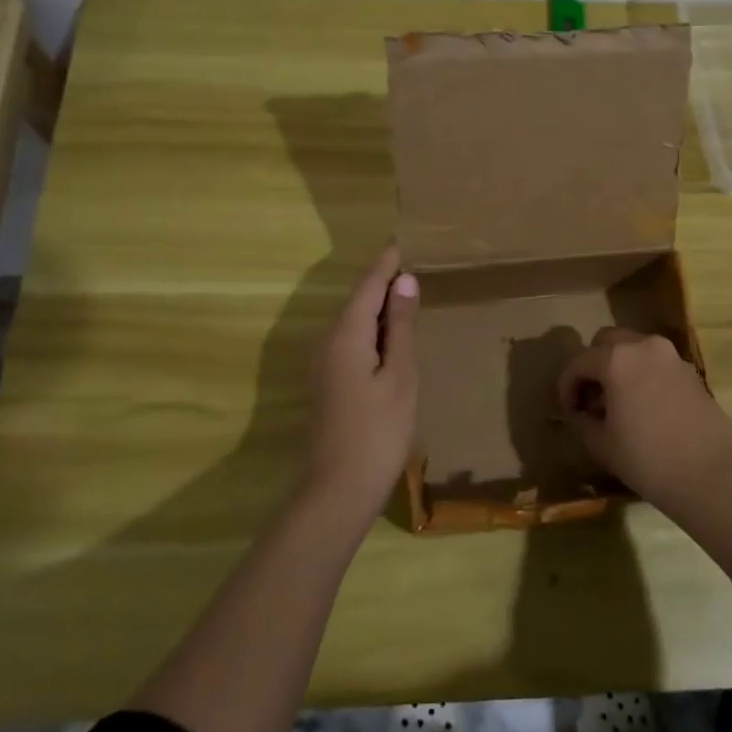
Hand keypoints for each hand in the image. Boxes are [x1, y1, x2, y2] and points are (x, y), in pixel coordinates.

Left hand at [302, 244, 419, 519]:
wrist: (338, 489)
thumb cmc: (379, 431)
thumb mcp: (400, 375)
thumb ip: (400, 327)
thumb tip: (404, 282)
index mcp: (346, 335)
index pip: (367, 287)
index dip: (385, 264)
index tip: (401, 242)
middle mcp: (327, 343)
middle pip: (356, 302)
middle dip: (381, 283)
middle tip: (409, 265)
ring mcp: (323, 365)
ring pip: (352, 323)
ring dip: (376, 308)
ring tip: (405, 296)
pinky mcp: (326, 384)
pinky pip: (349, 342)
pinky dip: (370, 331)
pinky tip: (388, 339)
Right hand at [557, 327, 731, 507]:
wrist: (712, 476)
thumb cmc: (648, 459)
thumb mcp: (602, 444)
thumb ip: (583, 421)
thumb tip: (580, 413)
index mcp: (616, 358)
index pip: (578, 362)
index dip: (566, 386)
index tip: (567, 411)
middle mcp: (644, 346)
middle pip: (607, 342)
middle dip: (593, 365)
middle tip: (590, 398)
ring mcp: (672, 357)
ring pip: (634, 349)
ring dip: (619, 367)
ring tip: (616, 402)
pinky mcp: (691, 372)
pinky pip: (656, 364)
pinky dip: (642, 375)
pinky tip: (643, 407)